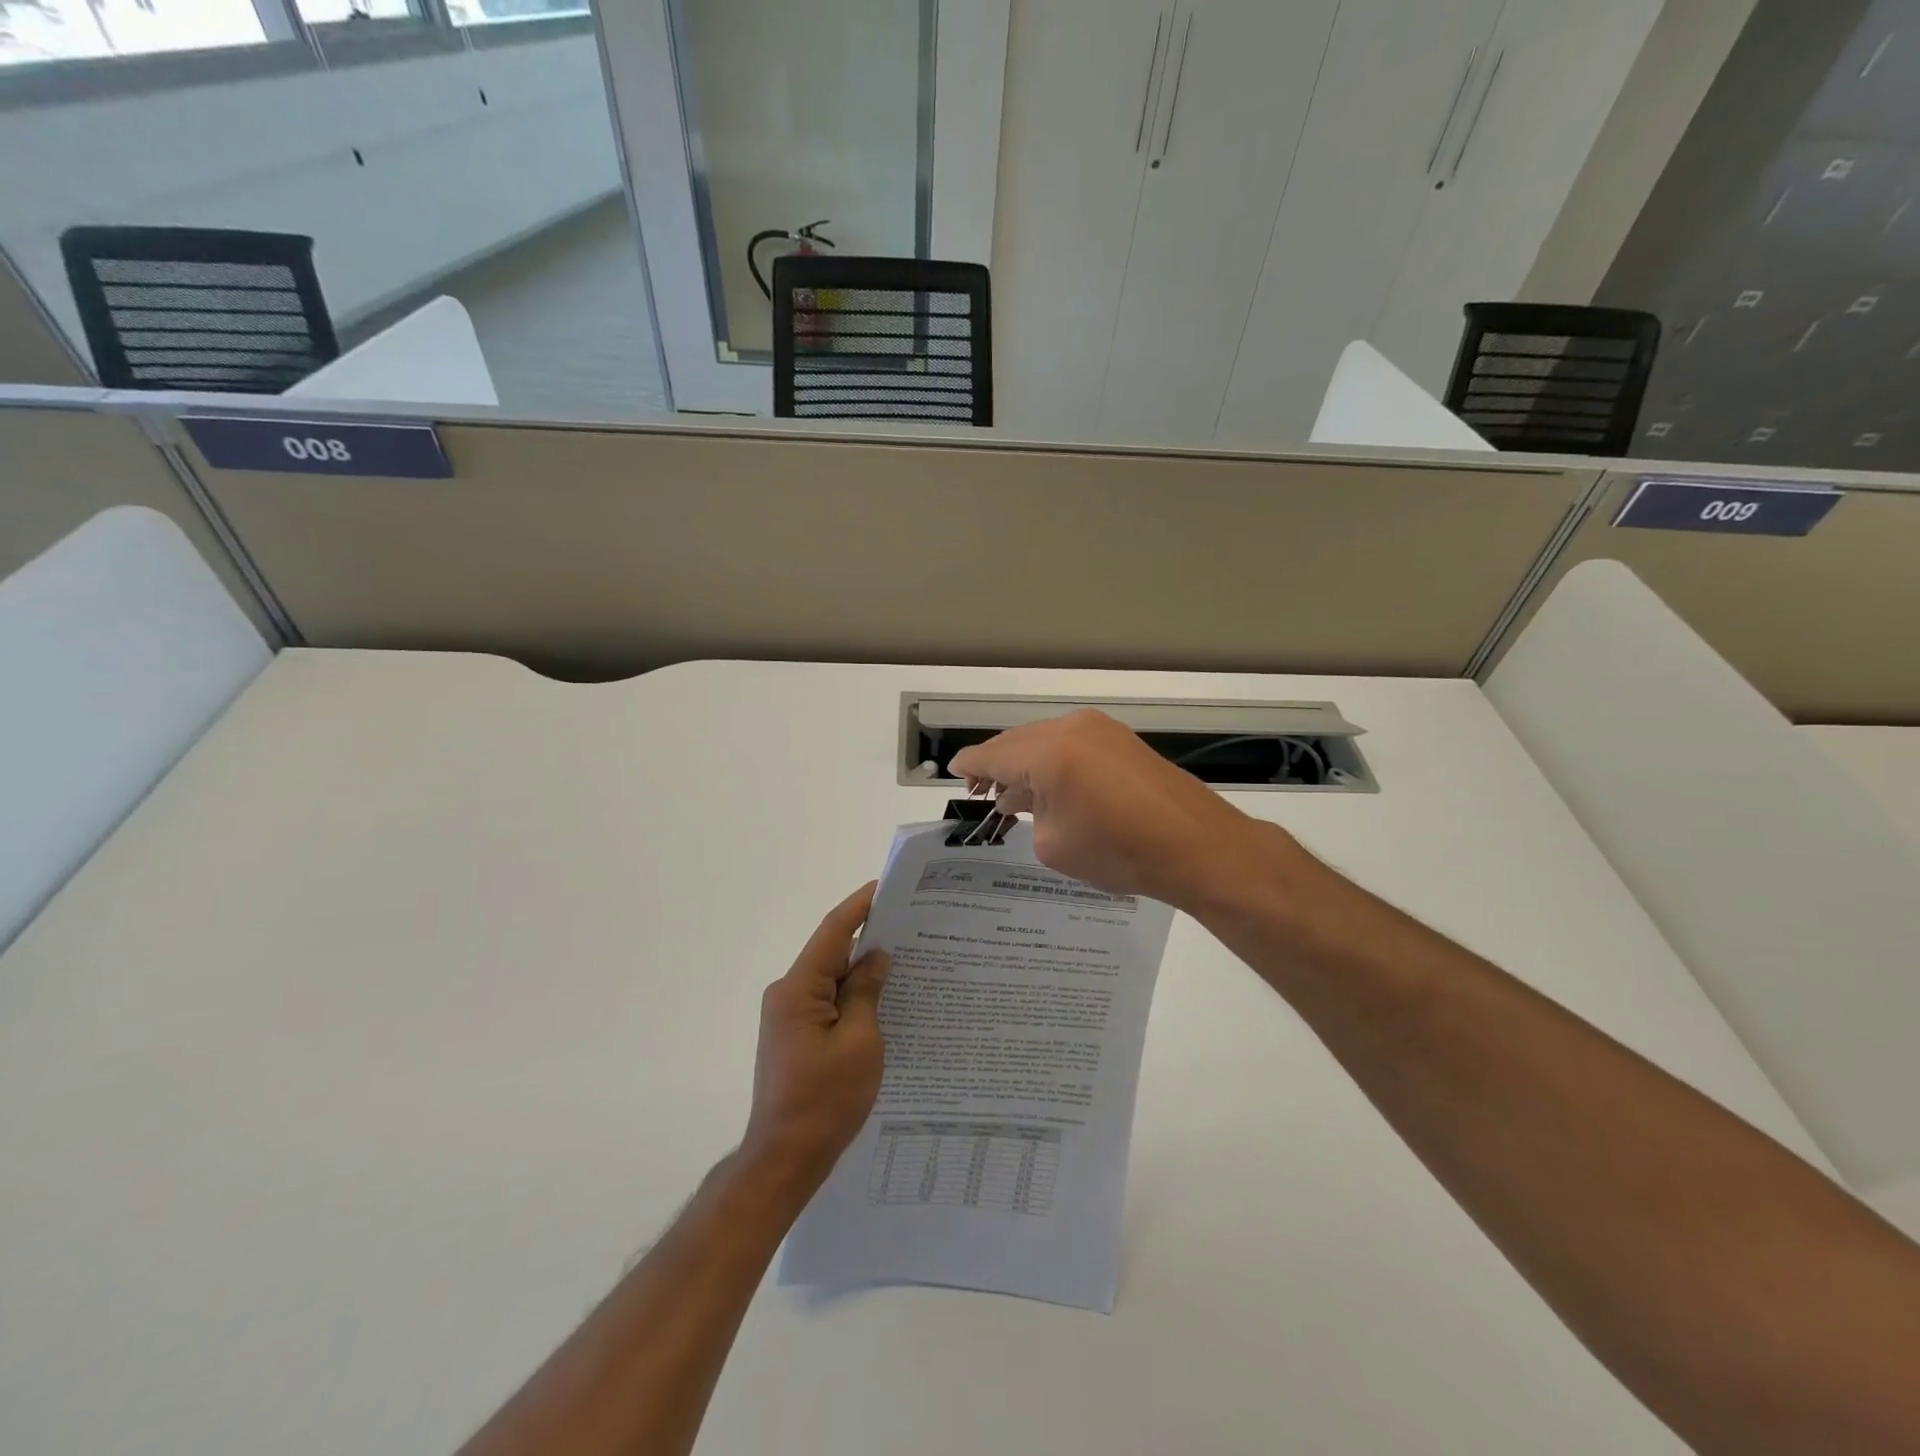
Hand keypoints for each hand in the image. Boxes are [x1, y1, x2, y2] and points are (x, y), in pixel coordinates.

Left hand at [742, 884, 890, 1191]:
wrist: (785, 1159)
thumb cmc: (825, 1100)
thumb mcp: (859, 1041)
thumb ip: (867, 992)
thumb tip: (876, 957)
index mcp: (798, 988)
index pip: (833, 932)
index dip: (859, 906)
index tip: (886, 887)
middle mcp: (787, 994)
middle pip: (832, 953)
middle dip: (869, 938)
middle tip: (910, 926)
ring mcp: (789, 1017)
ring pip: (831, 979)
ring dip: (862, 970)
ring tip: (905, 960)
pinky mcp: (795, 1036)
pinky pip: (828, 1002)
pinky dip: (853, 996)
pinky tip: (884, 1000)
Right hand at [950, 710, 1286, 910]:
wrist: (1196, 846)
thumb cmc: (1119, 851)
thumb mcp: (1053, 842)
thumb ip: (1027, 811)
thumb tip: (1019, 796)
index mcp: (1048, 752)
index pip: (994, 754)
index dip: (971, 765)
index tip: (956, 773)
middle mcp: (1071, 728)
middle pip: (1018, 741)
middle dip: (997, 764)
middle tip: (982, 790)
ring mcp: (1100, 729)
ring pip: (1045, 740)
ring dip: (1026, 763)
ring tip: (1013, 793)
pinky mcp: (1121, 739)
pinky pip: (1071, 744)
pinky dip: (1053, 761)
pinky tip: (1050, 785)